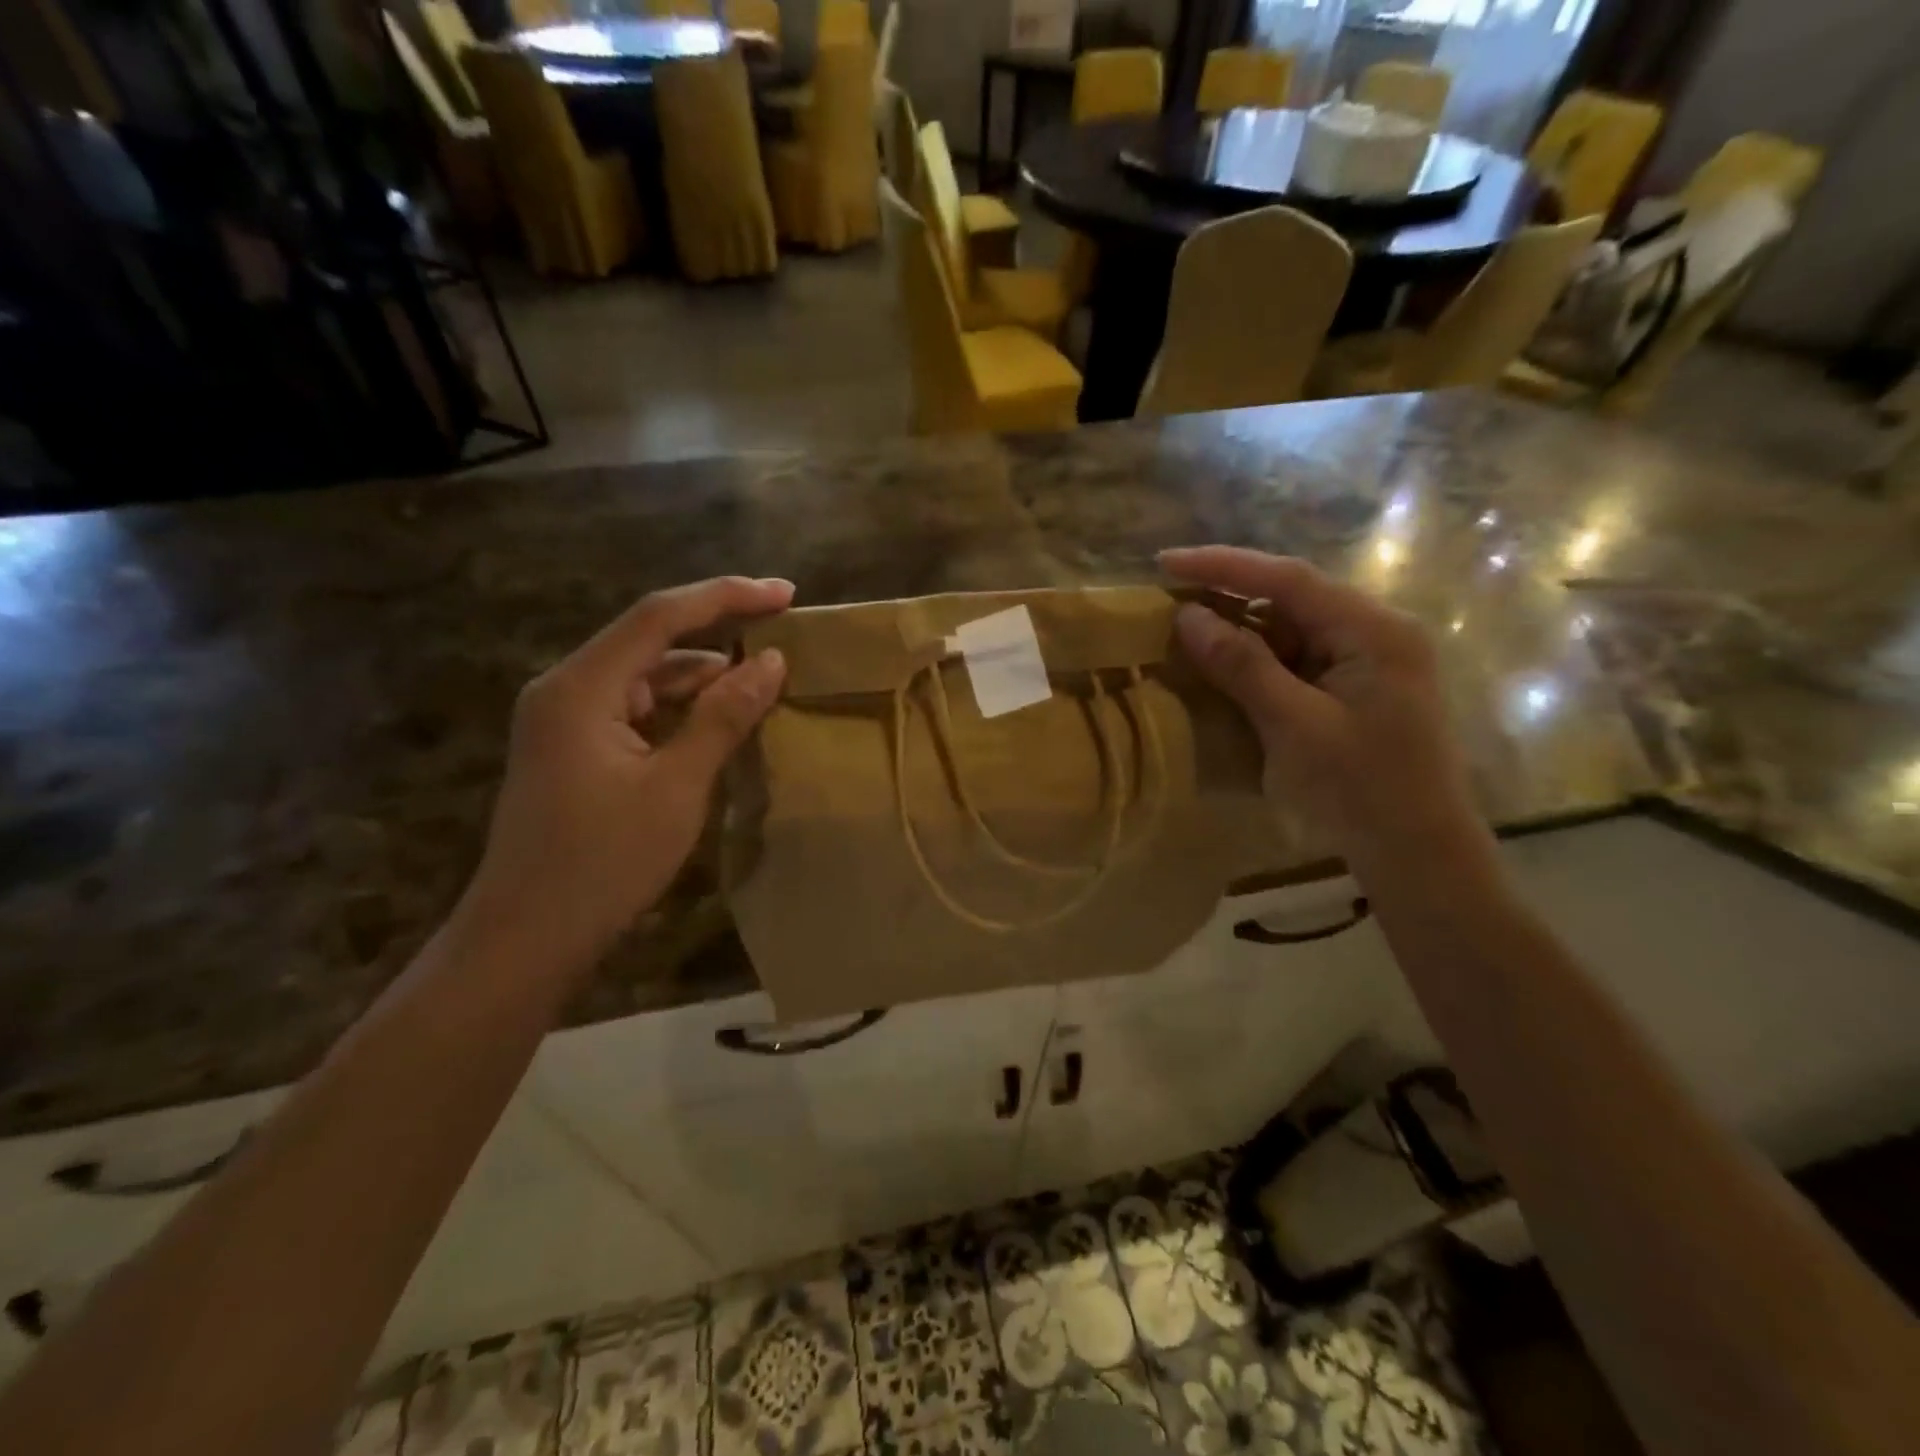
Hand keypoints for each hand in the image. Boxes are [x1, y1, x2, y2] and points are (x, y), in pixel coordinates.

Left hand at [461, 576, 792, 972]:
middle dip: (718, 632)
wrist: (526, 941)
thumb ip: (724, 717)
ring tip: (763, 682)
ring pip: (646, 678)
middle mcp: (567, 690)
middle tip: (782, 634)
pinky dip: (681, 710)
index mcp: (582, 687)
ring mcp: (567, 722)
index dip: (728, 596)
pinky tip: (721, 724)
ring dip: (703, 677)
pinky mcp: (576, 752)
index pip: (661, 617)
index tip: (786, 593)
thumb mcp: (677, 787)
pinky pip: (638, 711)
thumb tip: (772, 662)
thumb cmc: (603, 863)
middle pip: (651, 640)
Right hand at [1161, 547, 1492, 877]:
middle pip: (1290, 598)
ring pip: (1290, 629)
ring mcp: (1365, 662)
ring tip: (1183, 630)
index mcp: (1372, 630)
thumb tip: (1187, 616)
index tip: (1165, 562)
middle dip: (1227, 595)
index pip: (1288, 578)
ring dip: (1238, 630)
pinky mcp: (1352, 689)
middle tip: (1167, 598)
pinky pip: (1295, 659)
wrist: (1416, 854)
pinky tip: (1221, 668)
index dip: (1223, 565)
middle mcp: (1373, 633)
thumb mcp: (1293, 724)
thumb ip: (1241, 665)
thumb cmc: (1359, 788)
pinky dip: (1255, 661)